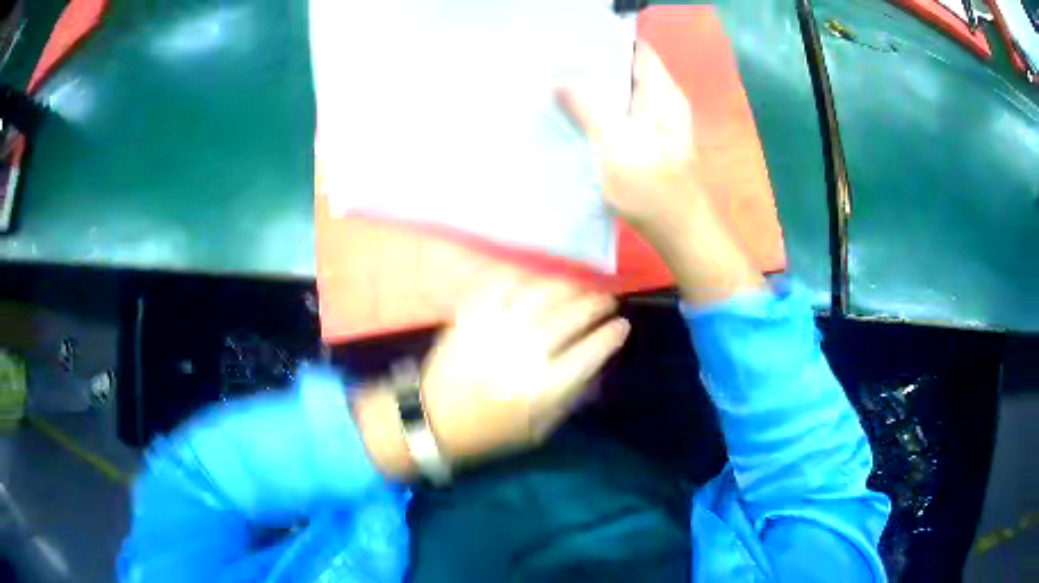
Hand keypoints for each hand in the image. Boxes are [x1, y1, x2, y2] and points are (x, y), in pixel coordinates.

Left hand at [420, 274, 628, 461]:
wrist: (434, 418)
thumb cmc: (491, 430)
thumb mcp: (539, 428)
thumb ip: (570, 395)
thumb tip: (596, 361)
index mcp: (542, 390)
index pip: (589, 353)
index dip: (611, 335)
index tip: (621, 326)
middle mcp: (522, 355)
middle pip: (570, 318)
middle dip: (595, 304)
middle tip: (606, 300)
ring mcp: (494, 331)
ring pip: (540, 295)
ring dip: (567, 286)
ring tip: (579, 287)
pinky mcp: (471, 317)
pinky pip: (502, 286)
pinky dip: (524, 278)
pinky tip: (537, 280)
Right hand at [556, 42, 699, 245]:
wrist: (677, 231)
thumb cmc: (652, 190)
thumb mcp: (615, 147)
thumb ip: (588, 110)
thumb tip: (560, 82)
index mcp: (663, 95)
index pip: (638, 51)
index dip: (608, 41)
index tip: (574, 41)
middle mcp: (663, 102)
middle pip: (629, 69)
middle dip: (595, 64)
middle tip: (558, 62)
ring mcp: (657, 121)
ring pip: (624, 92)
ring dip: (596, 88)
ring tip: (560, 82)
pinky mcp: (648, 140)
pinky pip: (623, 113)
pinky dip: (602, 109)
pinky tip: (577, 113)